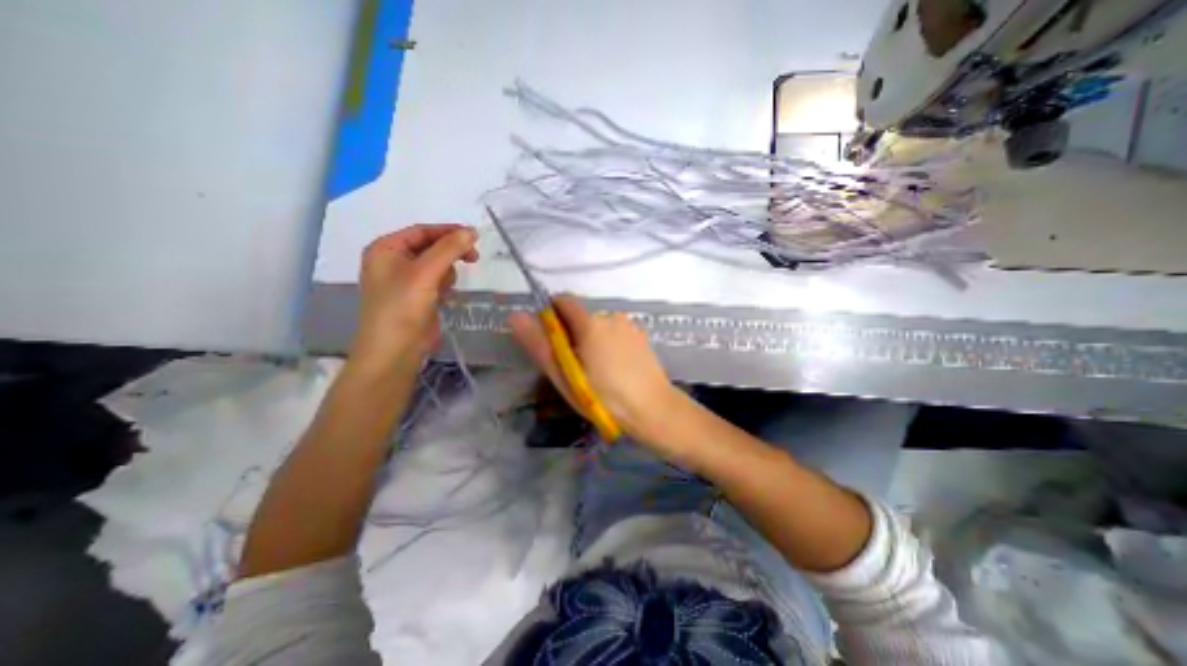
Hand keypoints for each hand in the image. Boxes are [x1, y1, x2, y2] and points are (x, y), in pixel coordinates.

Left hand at [348, 227, 477, 376]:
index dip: (448, 231)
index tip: (475, 236)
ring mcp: (406, 280)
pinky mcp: (418, 296)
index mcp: (386, 249)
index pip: (422, 231)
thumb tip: (471, 231)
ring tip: (447, 286)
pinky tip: (445, 294)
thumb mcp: (425, 273)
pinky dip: (445, 283)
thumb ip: (449, 250)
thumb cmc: (403, 307)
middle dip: (450, 252)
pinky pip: (437, 280)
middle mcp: (393, 261)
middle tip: (473, 258)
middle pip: (430, 246)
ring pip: (436, 264)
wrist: (395, 351)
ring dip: (447, 270)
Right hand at [506, 293, 681, 446]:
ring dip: (592, 339)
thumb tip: (516, 315)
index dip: (552, 315)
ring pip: (599, 325)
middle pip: (581, 315)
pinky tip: (617, 368)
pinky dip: (610, 343)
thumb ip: (539, 344)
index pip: (563, 300)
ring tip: (598, 370)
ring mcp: (629, 325)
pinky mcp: (641, 336)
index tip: (553, 341)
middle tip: (575, 365)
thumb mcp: (564, 375)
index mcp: (590, 323)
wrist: (652, 409)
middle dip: (573, 333)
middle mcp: (610, 316)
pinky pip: (616, 332)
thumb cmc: (603, 397)